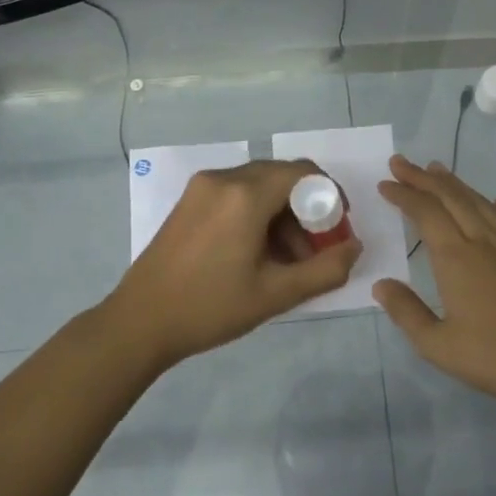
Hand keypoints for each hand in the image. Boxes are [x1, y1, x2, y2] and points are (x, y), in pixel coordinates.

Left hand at [104, 159, 360, 369]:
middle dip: (306, 208)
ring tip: (287, 261)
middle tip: (314, 249)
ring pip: (258, 185)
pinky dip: (257, 214)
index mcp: (245, 195)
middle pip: (281, 176)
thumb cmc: (210, 307)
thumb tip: (354, 247)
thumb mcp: (276, 294)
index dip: (330, 194)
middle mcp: (223, 179)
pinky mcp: (189, 201)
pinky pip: (236, 194)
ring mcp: (201, 188)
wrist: (140, 322)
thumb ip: (325, 269)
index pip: (303, 172)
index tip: (338, 227)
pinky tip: (257, 253)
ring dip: (282, 214)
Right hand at [374, 155, 495, 409]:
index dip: (404, 195)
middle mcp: (485, 243)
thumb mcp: (436, 345)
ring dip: (459, 185)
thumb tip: (381, 284)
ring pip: (484, 205)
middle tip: (402, 163)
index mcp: (456, 259)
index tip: (386, 184)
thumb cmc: (493, 358)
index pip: (425, 213)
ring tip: (440, 171)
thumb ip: (406, 312)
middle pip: (452, 199)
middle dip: (423, 179)